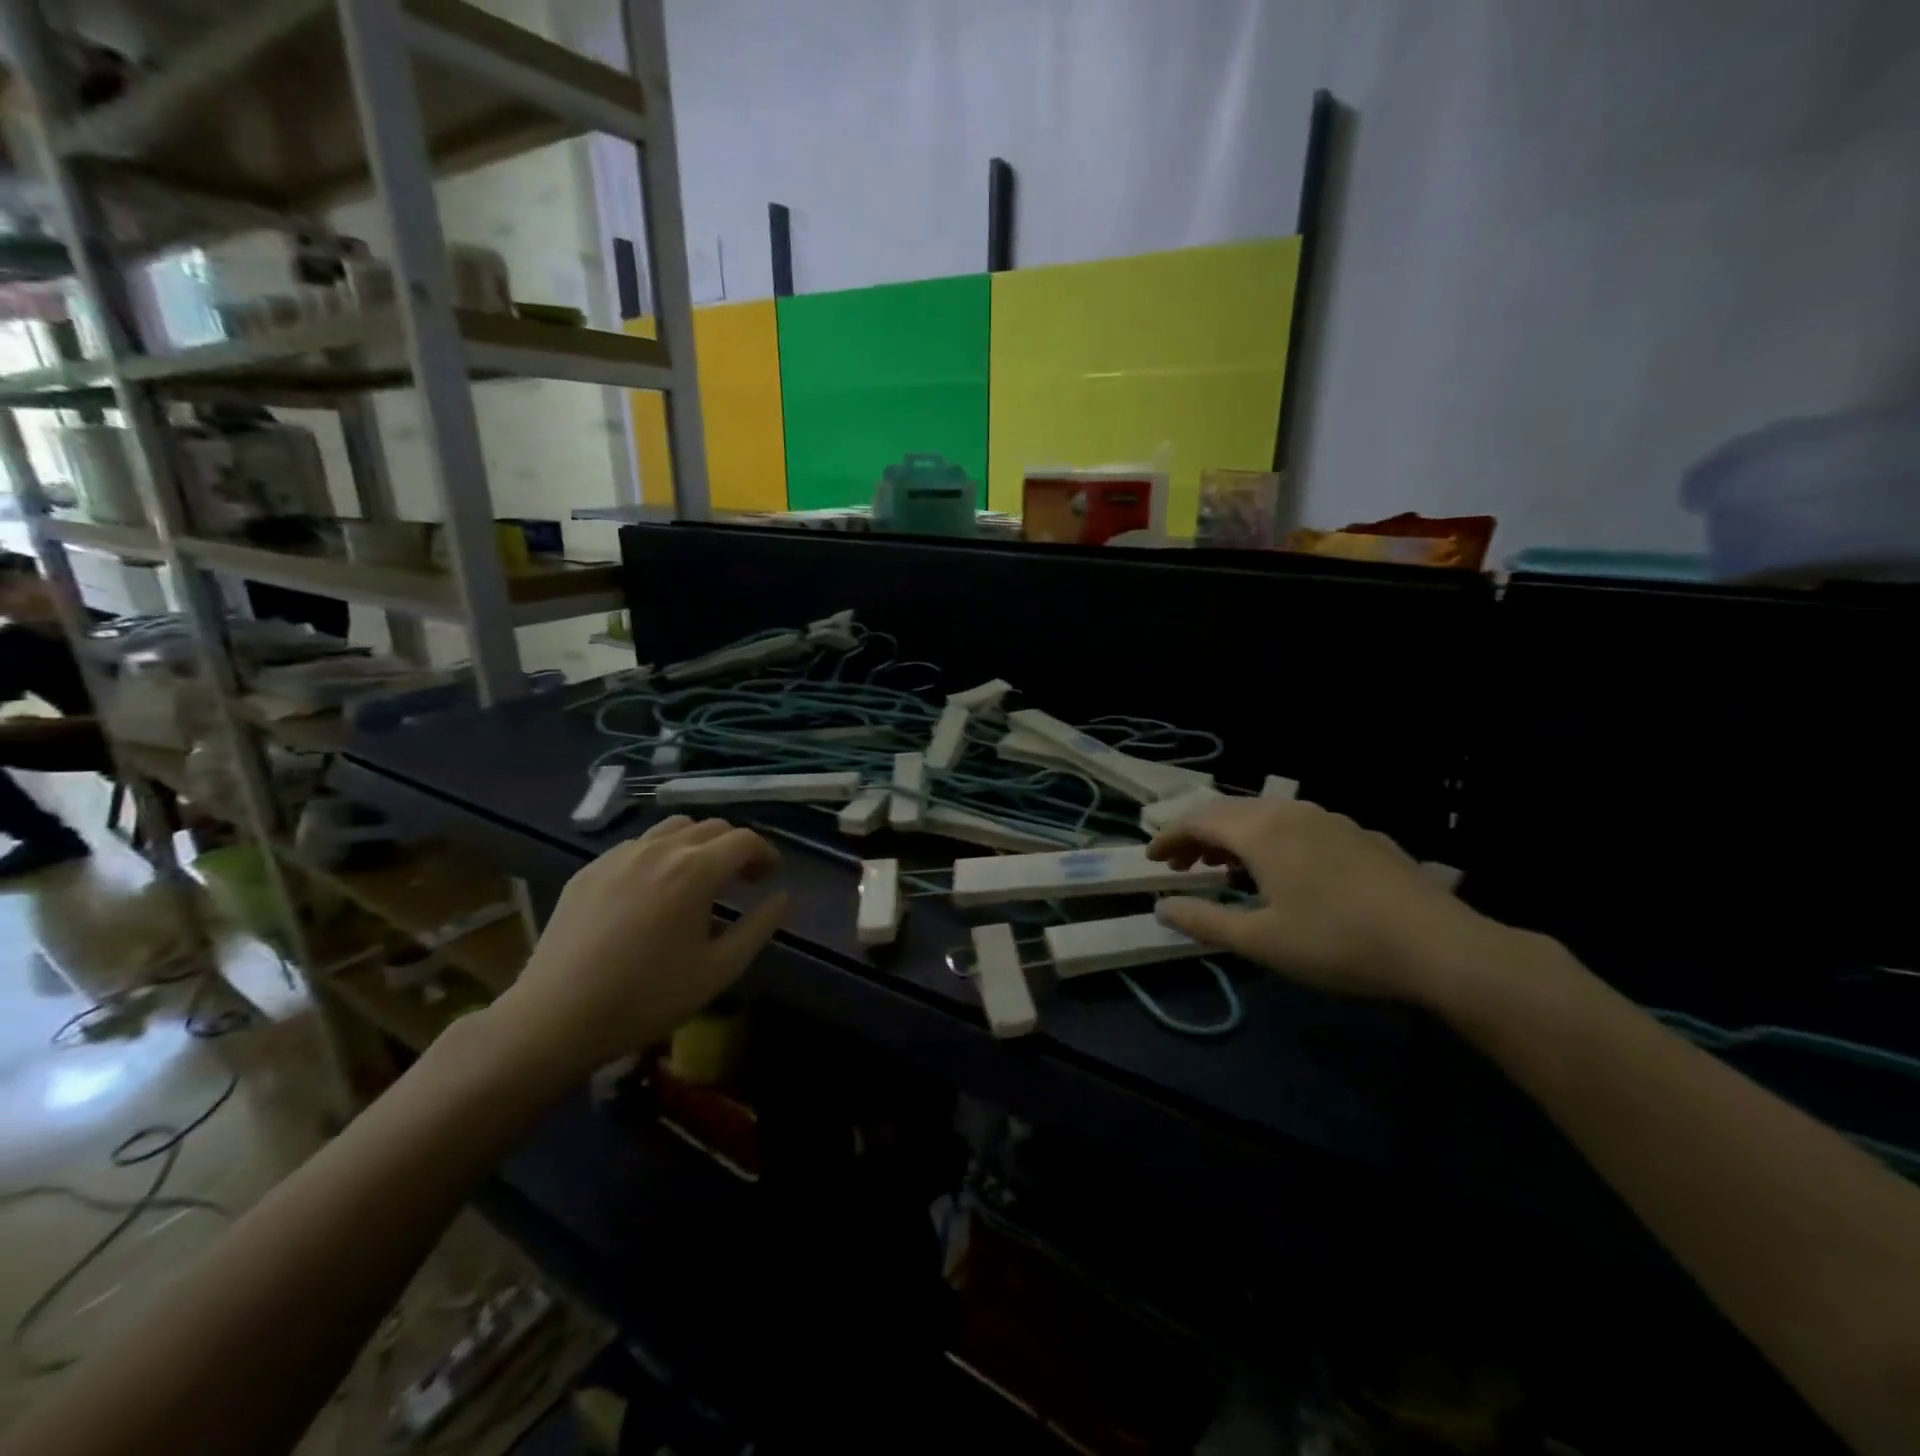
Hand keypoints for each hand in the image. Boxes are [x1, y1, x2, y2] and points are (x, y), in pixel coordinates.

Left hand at [490, 816, 787, 1082]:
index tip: (770, 877)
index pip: (744, 840)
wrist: (557, 1017)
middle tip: (742, 880)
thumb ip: (759, 927)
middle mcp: (659, 849)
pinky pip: (637, 845)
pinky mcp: (590, 870)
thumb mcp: (719, 970)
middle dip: (735, 847)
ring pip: (672, 829)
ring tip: (699, 878)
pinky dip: (660, 855)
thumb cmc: (648, 997)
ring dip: (698, 844)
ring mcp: (619, 855)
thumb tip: (784, 897)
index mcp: (695, 870)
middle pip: (711, 827)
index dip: (765, 853)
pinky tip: (654, 890)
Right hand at [1147, 798, 1497, 1001]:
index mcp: (1261, 832)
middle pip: (1229, 811)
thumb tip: (1161, 907)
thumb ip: (1204, 921)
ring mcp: (1330, 819)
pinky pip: (1297, 824)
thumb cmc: (1337, 943)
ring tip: (1224, 866)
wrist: (1439, 946)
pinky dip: (1270, 838)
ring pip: (1265, 815)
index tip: (1150, 859)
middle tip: (1181, 864)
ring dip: (1234, 835)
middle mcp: (1291, 813)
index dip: (1169, 838)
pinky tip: (1283, 869)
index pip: (1198, 821)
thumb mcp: (1261, 941)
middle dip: (1198, 834)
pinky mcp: (1359, 834)